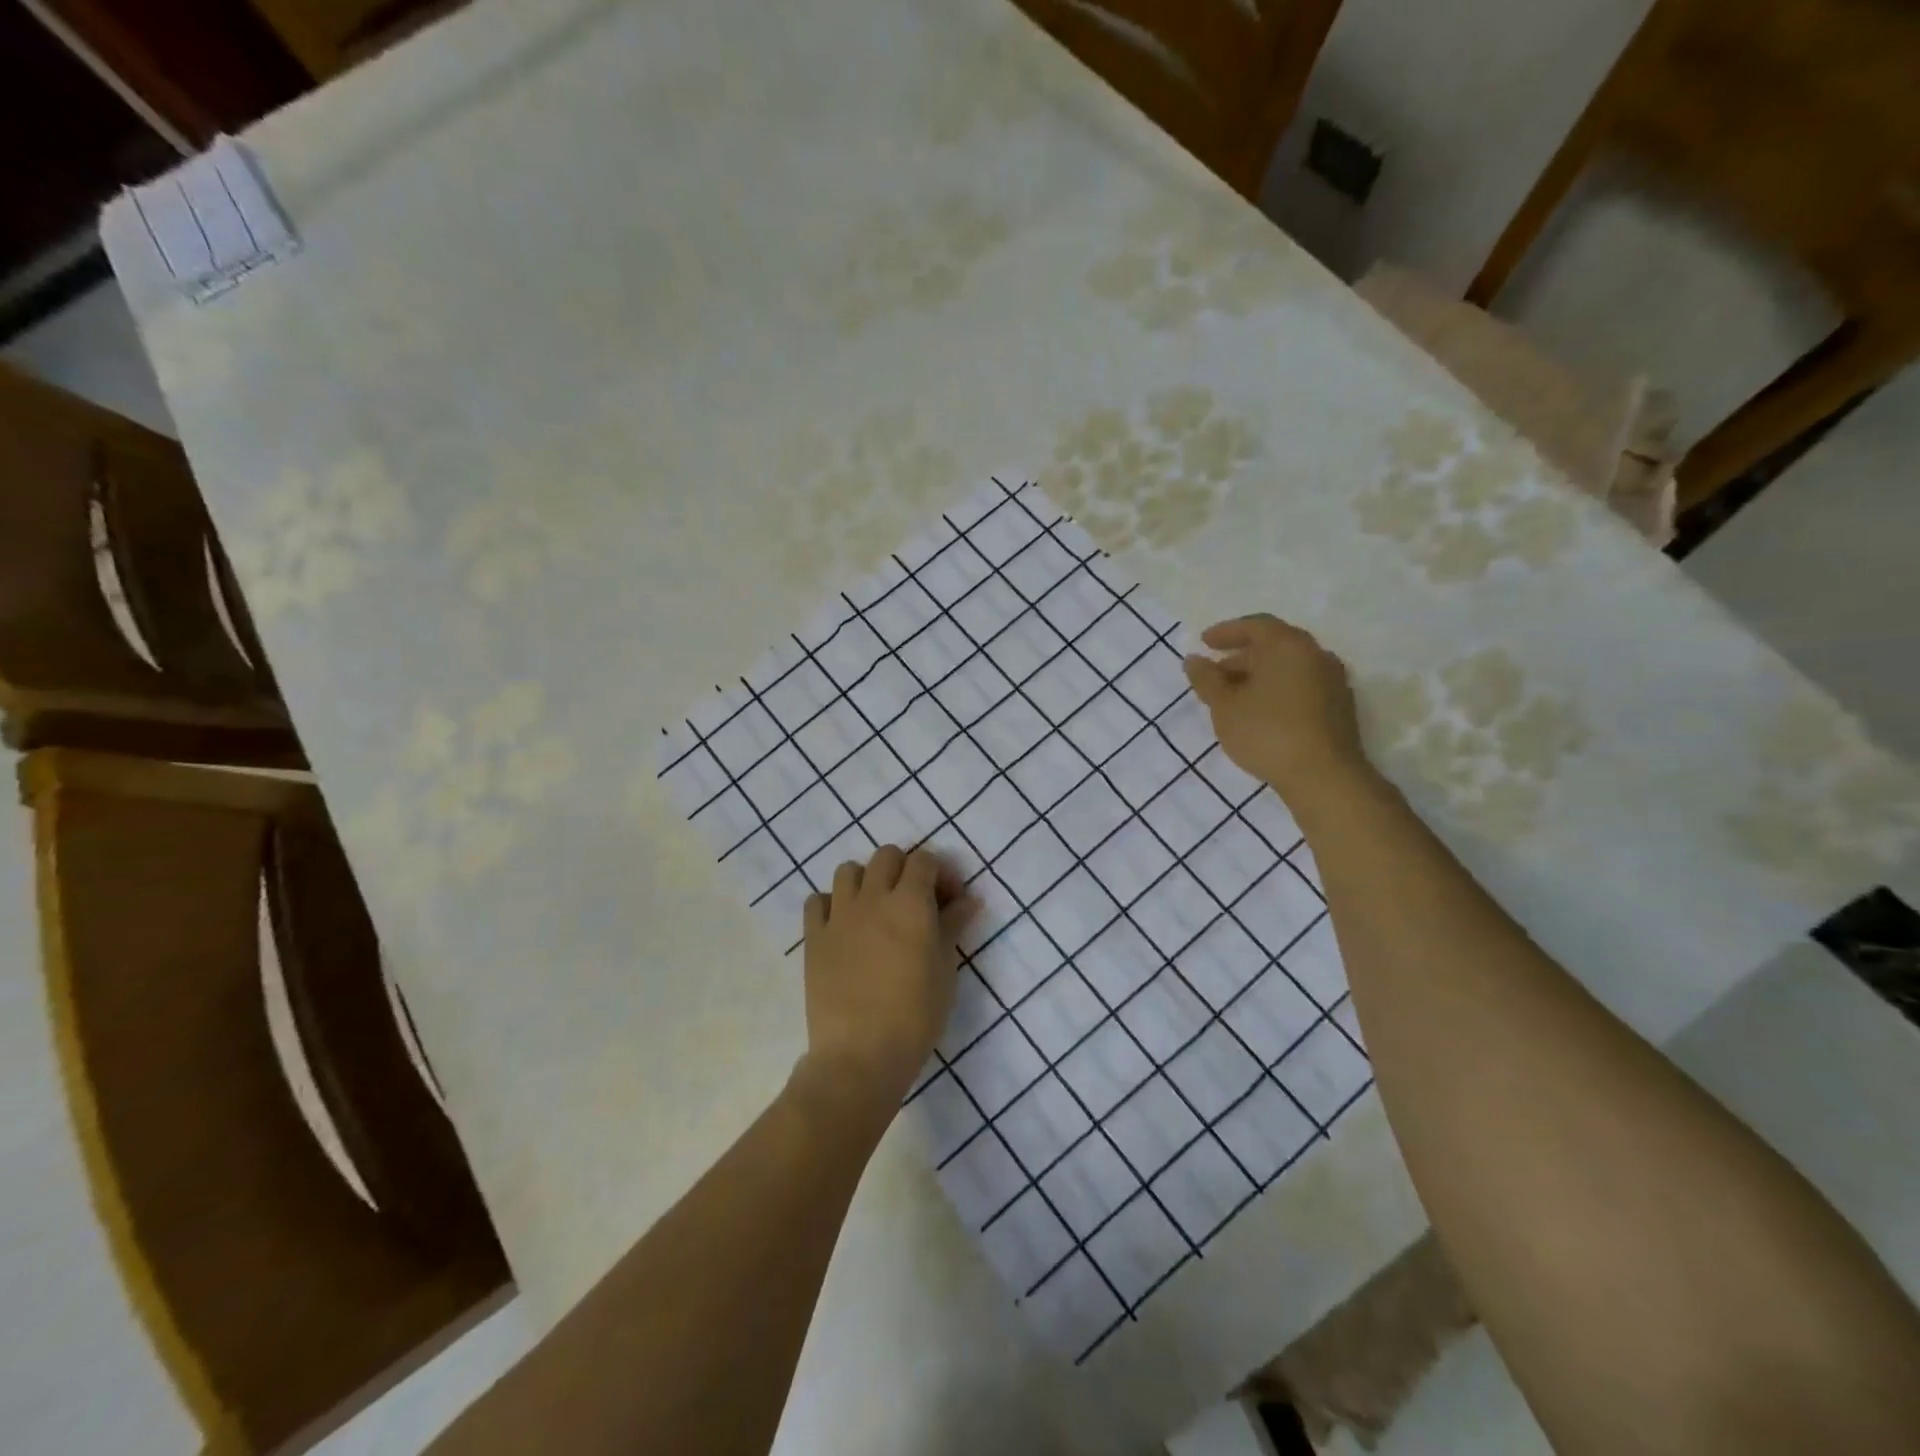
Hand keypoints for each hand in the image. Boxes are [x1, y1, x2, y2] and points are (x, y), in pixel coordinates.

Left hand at [797, 846, 977, 1116]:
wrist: (861, 1054)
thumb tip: (969, 899)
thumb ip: (953, 926)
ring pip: (848, 869)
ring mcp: (838, 915)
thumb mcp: (946, 969)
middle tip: (914, 901)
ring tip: (876, 910)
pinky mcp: (813, 936)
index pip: (924, 860)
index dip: (939, 873)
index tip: (948, 900)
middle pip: (886, 855)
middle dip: (904, 869)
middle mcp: (872, 897)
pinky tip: (843, 927)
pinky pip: (817, 900)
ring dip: (866, 880)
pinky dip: (830, 904)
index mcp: (910, 902)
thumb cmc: (916, 1015)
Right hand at [1183, 614, 1369, 804]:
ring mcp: (1332, 681)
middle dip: (1242, 656)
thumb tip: (1194, 660)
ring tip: (1234, 697)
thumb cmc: (1267, 732)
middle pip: (1274, 646)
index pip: (1255, 626)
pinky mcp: (1339, 707)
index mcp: (1287, 645)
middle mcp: (1315, 654)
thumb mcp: (1224, 706)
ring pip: (1289, 667)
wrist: (1324, 776)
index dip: (1226, 632)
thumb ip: (1206, 679)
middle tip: (1216, 673)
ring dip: (1260, 675)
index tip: (1204, 642)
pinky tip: (1261, 712)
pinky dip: (1278, 690)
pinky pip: (1302, 686)